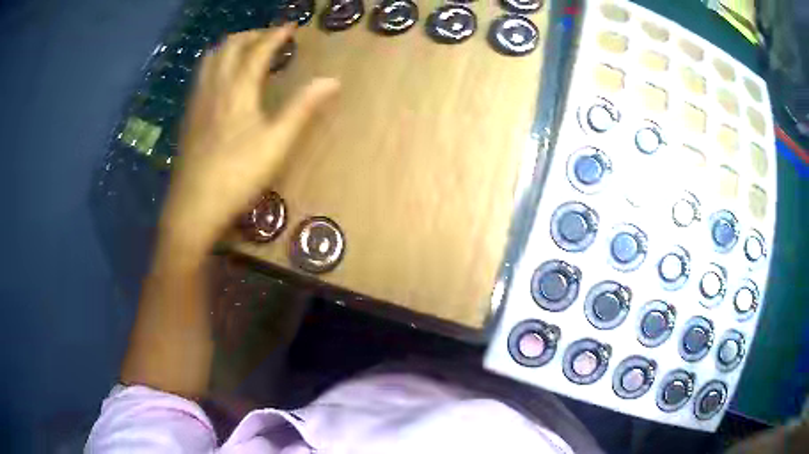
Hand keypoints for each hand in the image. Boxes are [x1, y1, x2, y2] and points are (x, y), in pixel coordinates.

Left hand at [160, 25, 339, 257]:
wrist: (193, 207)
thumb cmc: (237, 176)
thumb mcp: (277, 144)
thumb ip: (303, 108)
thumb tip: (332, 81)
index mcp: (238, 90)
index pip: (258, 50)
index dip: (276, 34)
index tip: (291, 26)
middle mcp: (215, 87)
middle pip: (229, 46)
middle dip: (251, 34)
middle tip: (269, 37)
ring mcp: (197, 101)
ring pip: (210, 58)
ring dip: (229, 46)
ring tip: (244, 50)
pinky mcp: (189, 117)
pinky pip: (200, 76)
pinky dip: (214, 64)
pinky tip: (221, 79)